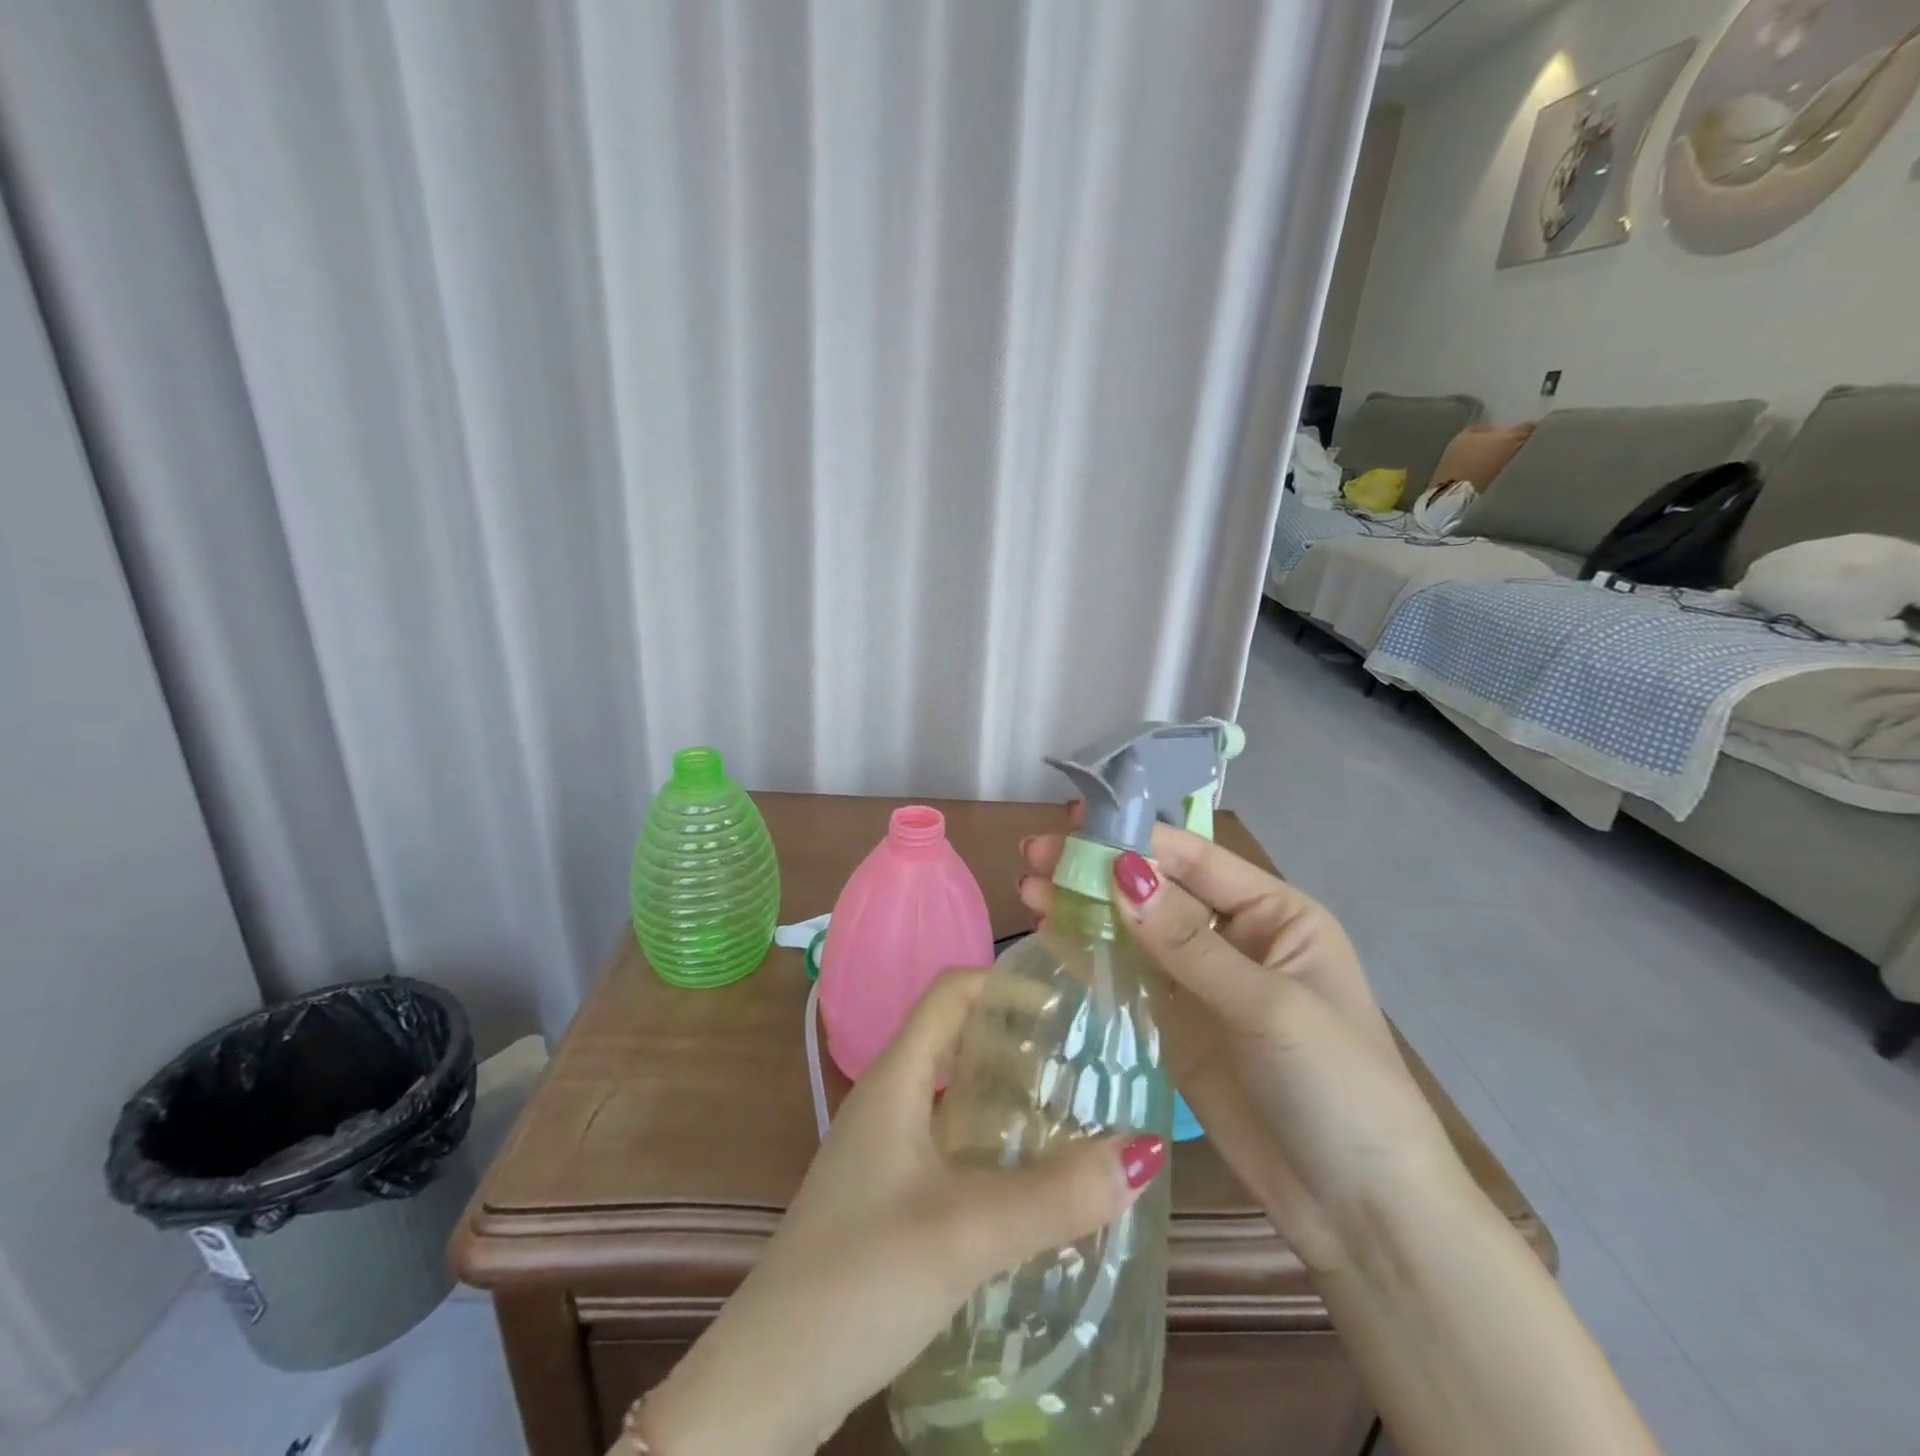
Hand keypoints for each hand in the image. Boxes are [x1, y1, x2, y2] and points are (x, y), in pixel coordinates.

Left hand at [637, 971, 1167, 1454]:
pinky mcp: (888, 1199)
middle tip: (1087, 1066)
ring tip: (1076, 1121)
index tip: (1068, 1004)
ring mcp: (884, 1153)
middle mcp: (888, 1103)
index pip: (950, 994)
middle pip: (958, 1042)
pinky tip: (1032, 1186)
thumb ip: (1055, 1194)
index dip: (1005, 983)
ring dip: (1010, 1101)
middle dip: (1021, 1044)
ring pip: (957, 1100)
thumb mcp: (966, 1231)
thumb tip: (1144, 1148)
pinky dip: (995, 1149)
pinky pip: (951, 1148)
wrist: (767, 1381)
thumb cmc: (858, 1279)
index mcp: (895, 1081)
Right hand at [1018, 814, 1464, 1273]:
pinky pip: (1127, 976)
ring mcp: (1200, 983)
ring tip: (1028, 886)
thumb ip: (1188, 943)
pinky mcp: (1175, 1025)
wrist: (1359, 1213)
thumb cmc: (1338, 1089)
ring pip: (1134, 930)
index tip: (1074, 821)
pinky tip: (1050, 931)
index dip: (1136, 836)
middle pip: (1157, 890)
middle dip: (1098, 868)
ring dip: (1084, 906)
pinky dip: (1089, 951)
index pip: (1197, 859)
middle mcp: (1234, 937)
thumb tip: (1120, 873)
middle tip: (1033, 852)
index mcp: (1275, 915)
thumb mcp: (1269, 1006)